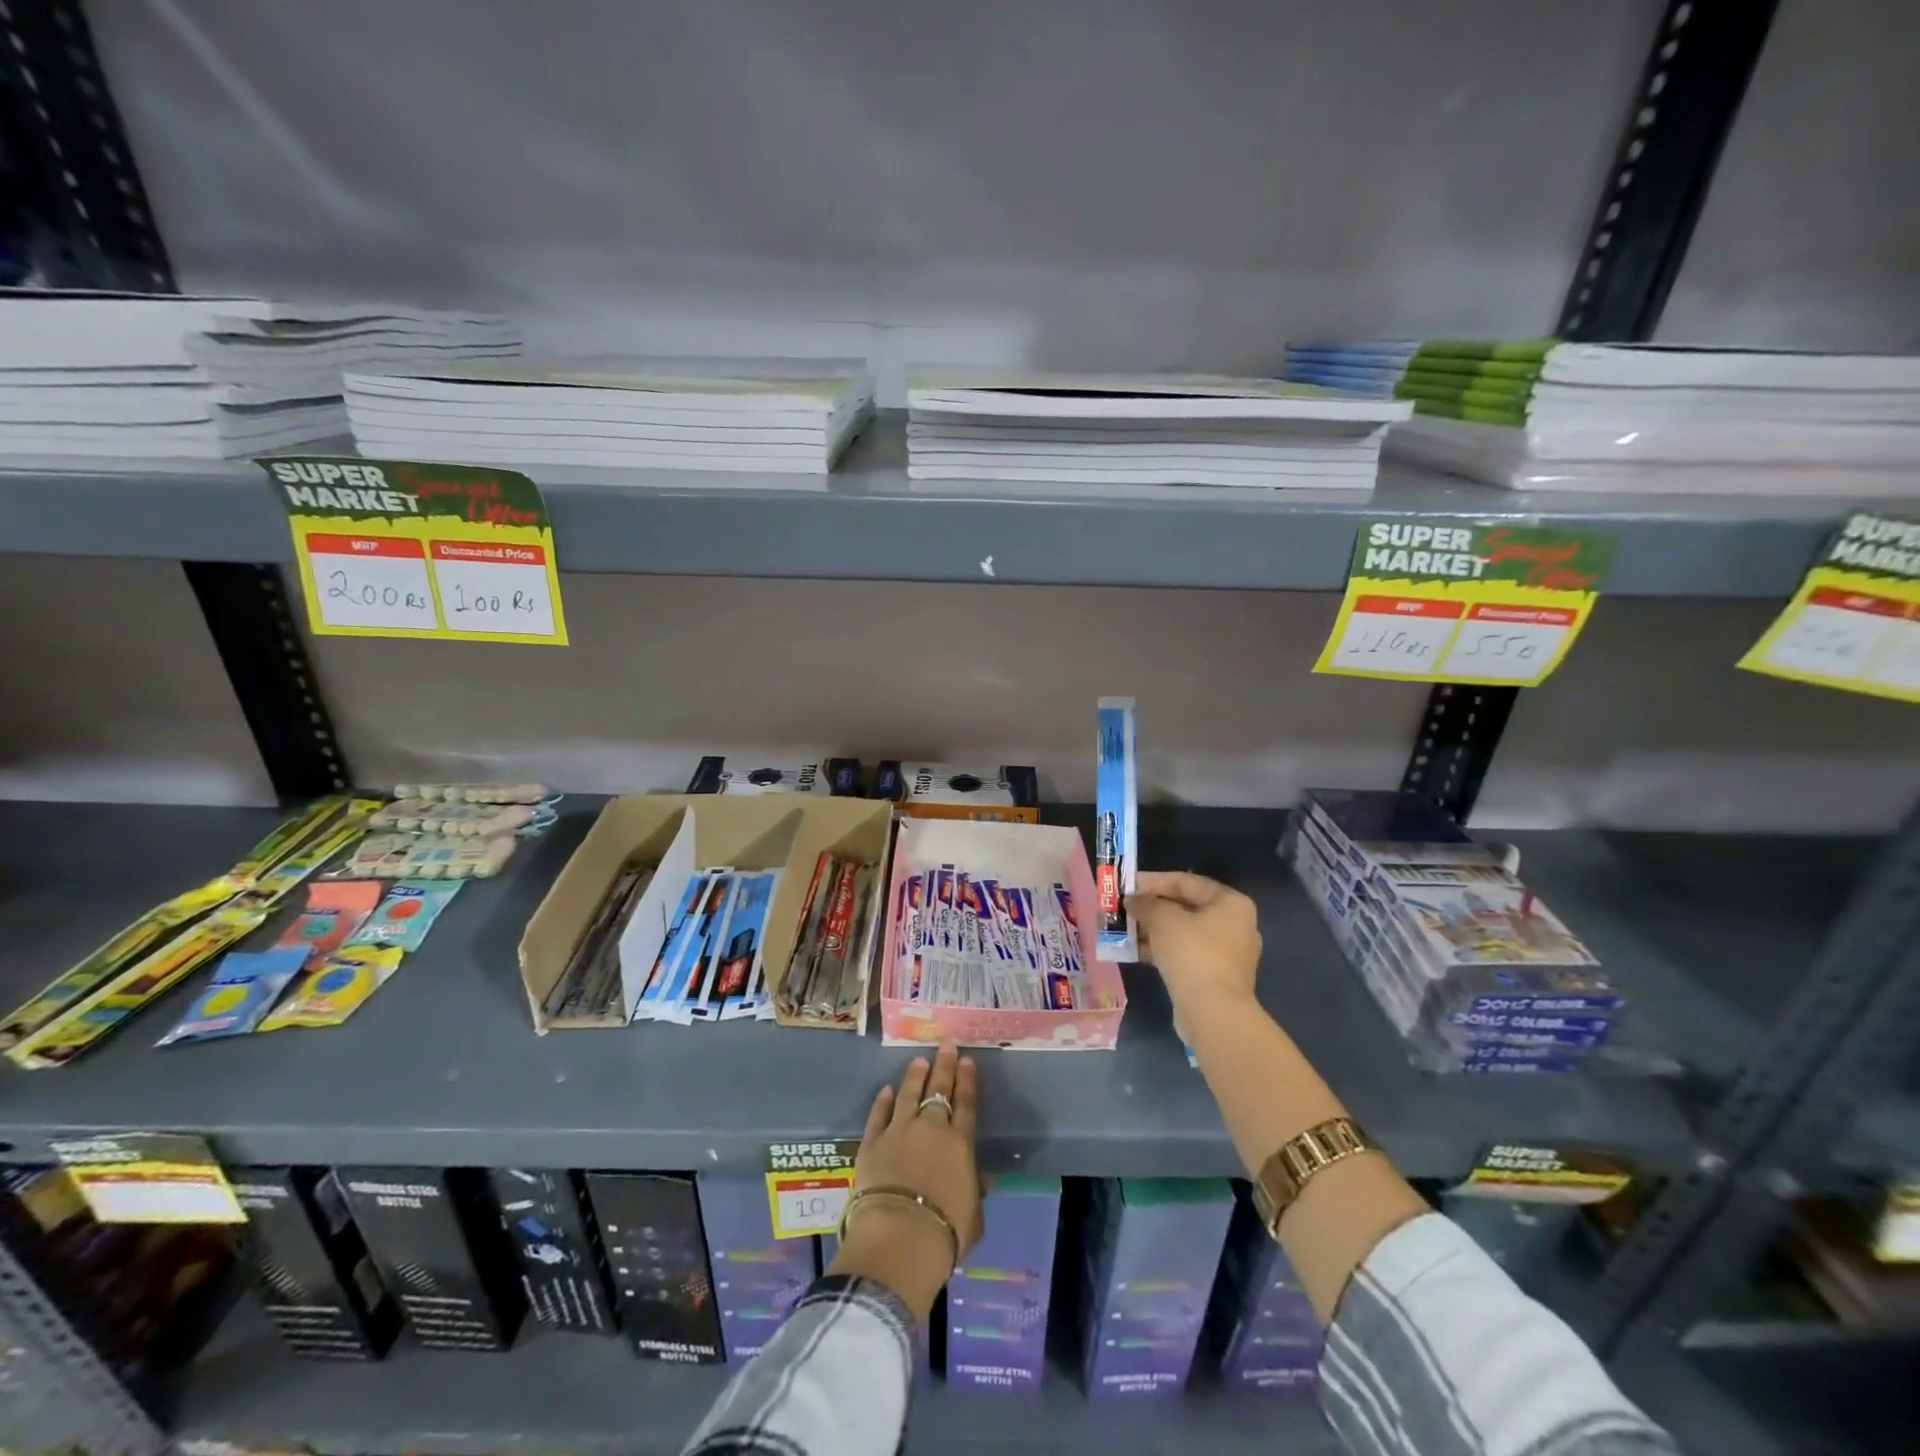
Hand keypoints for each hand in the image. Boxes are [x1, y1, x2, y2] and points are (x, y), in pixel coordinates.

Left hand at [830, 1042, 981, 1320]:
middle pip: (939, 1090)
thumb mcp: (973, 1217)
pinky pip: (878, 1115)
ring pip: (908, 1094)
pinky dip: (883, 1101)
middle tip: (946, 1044)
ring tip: (919, 1060)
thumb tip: (981, 1182)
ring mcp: (899, 1131)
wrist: (900, 1236)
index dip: (966, 1080)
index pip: (966, 1104)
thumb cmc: (945, 1232)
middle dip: (944, 1065)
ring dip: (915, 1076)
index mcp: (959, 1144)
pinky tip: (886, 1091)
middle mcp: (931, 1128)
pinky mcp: (872, 1142)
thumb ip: (975, 1194)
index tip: (966, 1060)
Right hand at [1127, 870, 1261, 1014]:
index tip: (1126, 885)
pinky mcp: (1216, 977)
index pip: (1186, 881)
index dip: (1153, 881)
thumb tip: (1133, 900)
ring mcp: (1227, 954)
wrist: (1212, 1012)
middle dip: (1152, 907)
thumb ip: (1145, 903)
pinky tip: (1135, 950)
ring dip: (1153, 929)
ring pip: (1183, 932)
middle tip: (1124, 907)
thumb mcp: (1163, 919)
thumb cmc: (1192, 953)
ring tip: (1124, 928)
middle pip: (1185, 907)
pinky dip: (1162, 949)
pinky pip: (1185, 954)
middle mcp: (1235, 925)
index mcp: (1231, 903)